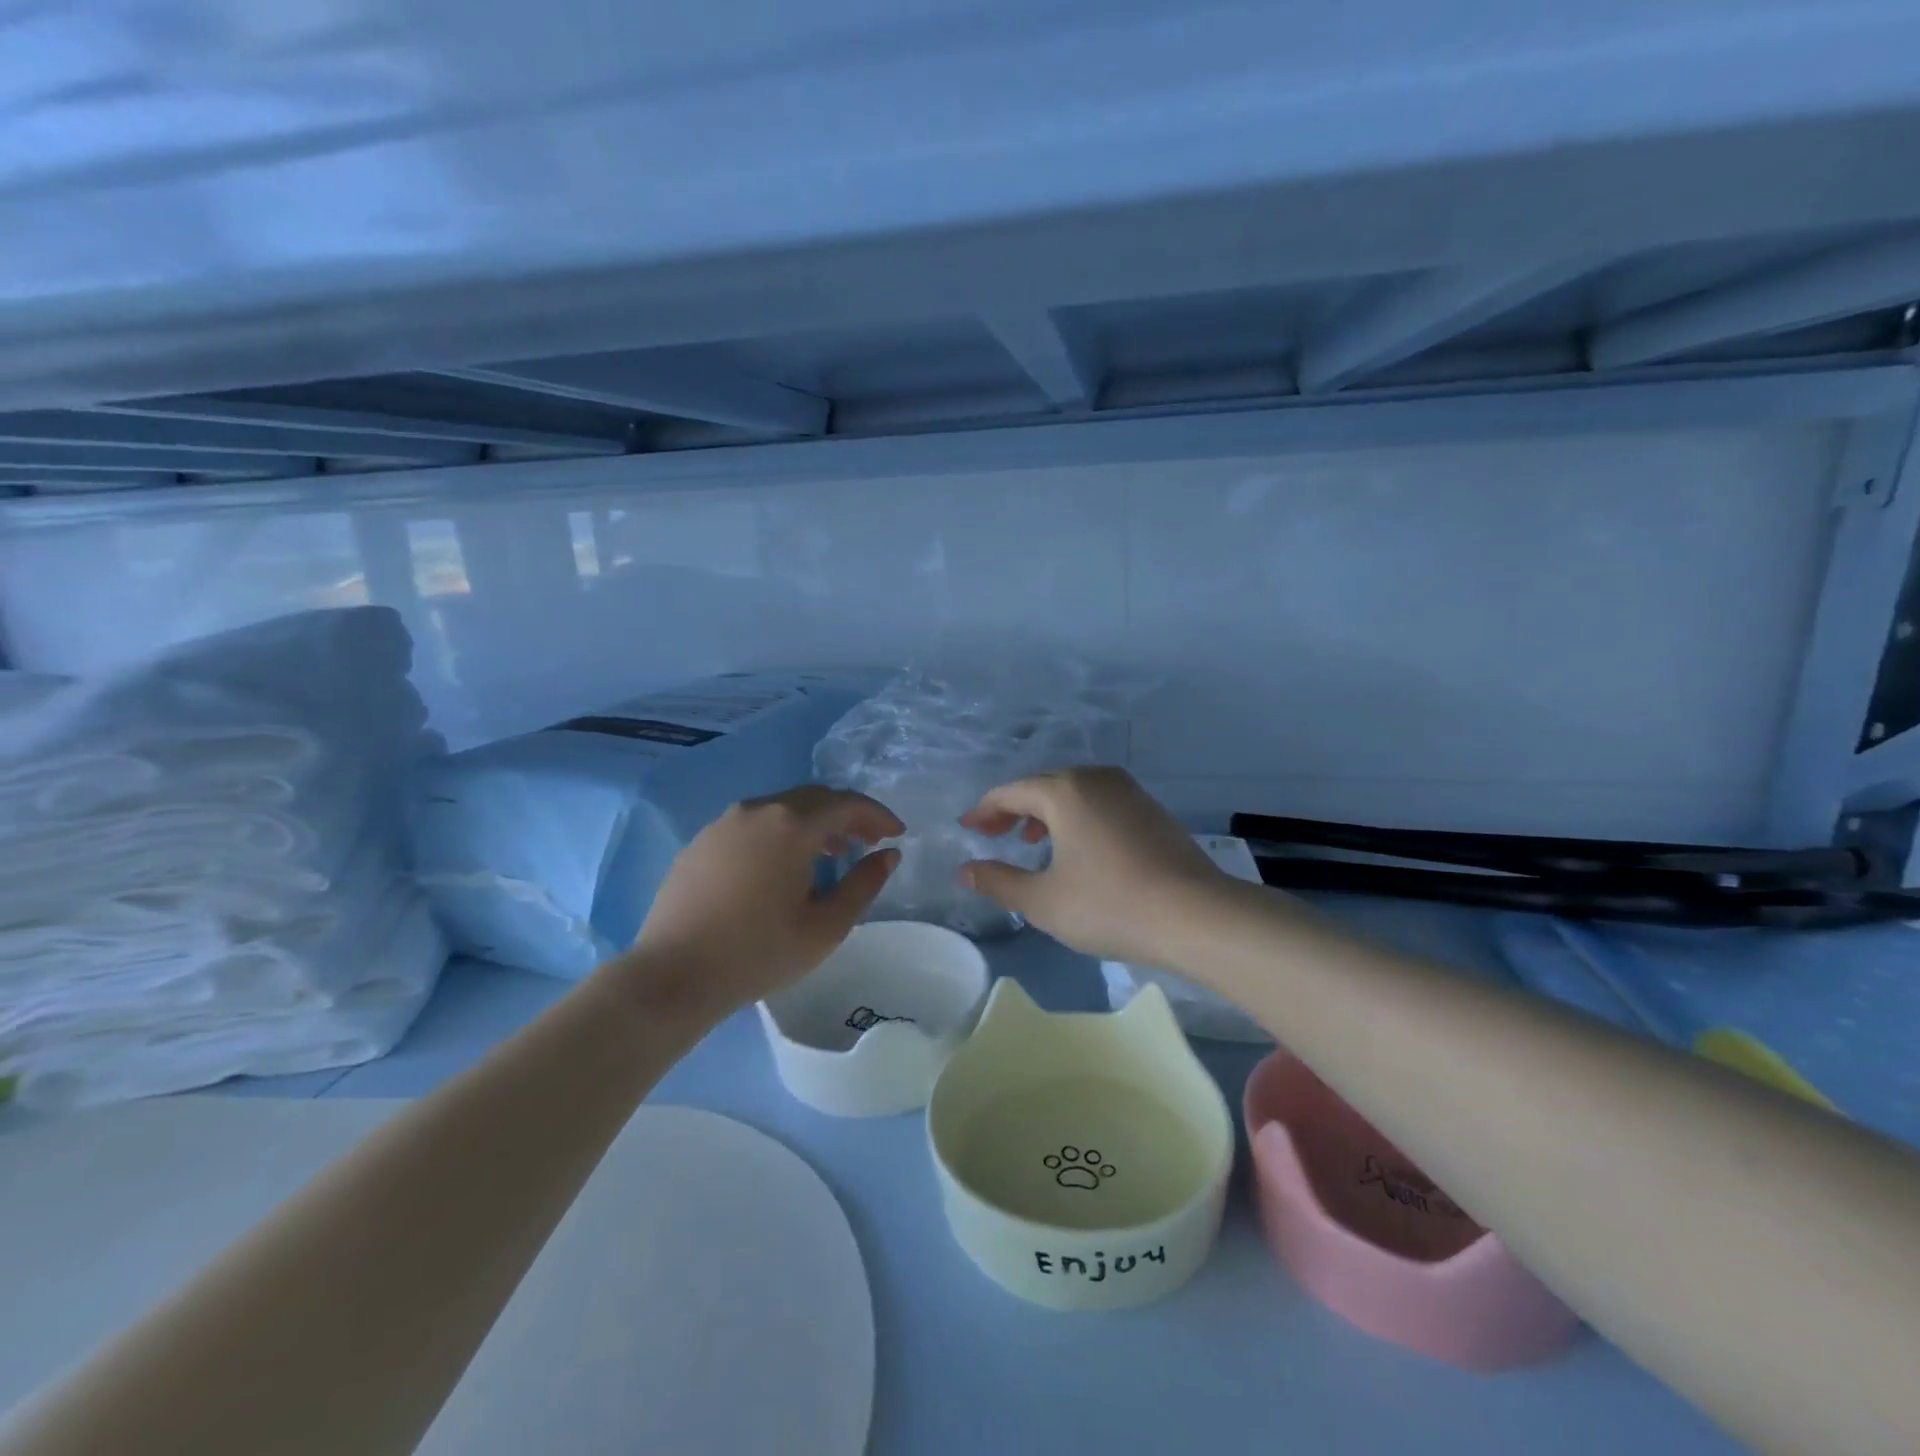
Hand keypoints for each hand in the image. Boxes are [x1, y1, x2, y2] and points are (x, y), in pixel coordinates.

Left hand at [631, 785, 903, 1012]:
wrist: (672, 975)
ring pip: (782, 808)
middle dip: (847, 815)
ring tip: (829, 855)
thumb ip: (864, 884)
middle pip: (814, 798)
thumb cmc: (758, 952)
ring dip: (813, 823)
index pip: (847, 803)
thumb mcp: (825, 926)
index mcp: (791, 825)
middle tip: (868, 841)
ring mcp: (724, 823)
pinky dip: (781, 833)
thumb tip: (888, 855)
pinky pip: (754, 823)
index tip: (896, 834)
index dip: (877, 815)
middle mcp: (758, 809)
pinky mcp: (702, 841)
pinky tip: (781, 867)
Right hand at [958, 767, 1229, 964]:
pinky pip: (1100, 802)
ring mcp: (1129, 791)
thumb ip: (999, 882)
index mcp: (1065, 791)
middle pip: (1042, 786)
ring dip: (1046, 813)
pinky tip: (1078, 848)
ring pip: (1074, 792)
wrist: (1196, 915)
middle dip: (1014, 809)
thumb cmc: (1110, 905)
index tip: (967, 829)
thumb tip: (966, 870)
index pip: (1011, 792)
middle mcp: (1096, 779)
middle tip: (993, 835)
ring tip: (1032, 842)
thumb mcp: (1044, 901)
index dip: (985, 810)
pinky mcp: (1151, 809)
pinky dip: (1077, 817)